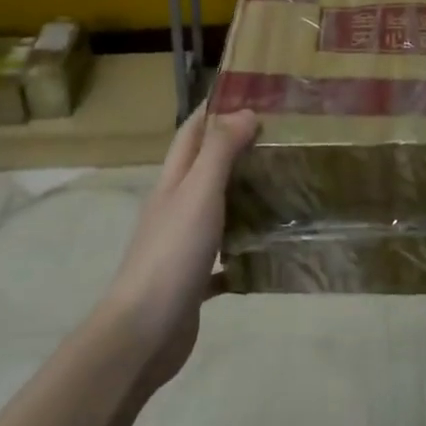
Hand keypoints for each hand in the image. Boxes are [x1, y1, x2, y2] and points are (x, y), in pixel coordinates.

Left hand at [99, 104, 258, 394]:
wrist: (143, 333)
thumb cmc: (172, 254)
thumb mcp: (199, 193)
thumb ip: (220, 152)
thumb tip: (244, 112)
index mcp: (173, 183)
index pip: (191, 133)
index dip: (213, 109)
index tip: (249, 92)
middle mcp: (174, 208)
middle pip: (203, 168)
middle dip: (234, 148)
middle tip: (279, 138)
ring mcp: (181, 245)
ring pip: (214, 209)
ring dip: (240, 196)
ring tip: (281, 185)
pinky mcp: (192, 280)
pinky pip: (221, 258)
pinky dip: (241, 250)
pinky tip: (266, 252)